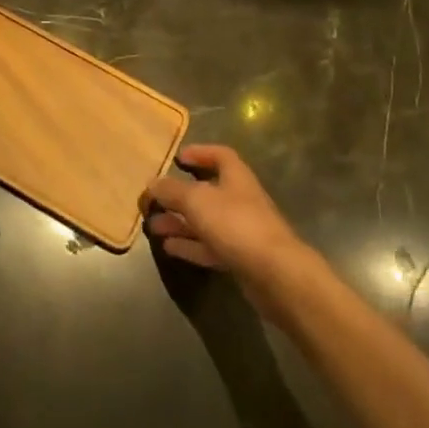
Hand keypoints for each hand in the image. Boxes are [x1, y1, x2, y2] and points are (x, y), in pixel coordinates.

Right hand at [143, 145, 308, 292]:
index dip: (199, 153)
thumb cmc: (236, 224)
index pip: (220, 155)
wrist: (276, 274)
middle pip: (208, 191)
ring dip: (179, 222)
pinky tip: (168, 247)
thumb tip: (152, 183)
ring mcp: (242, 231)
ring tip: (152, 226)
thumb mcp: (197, 200)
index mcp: (236, 177)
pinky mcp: (240, 258)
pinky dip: (189, 245)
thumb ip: (172, 190)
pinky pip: (209, 246)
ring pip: (205, 221)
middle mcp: (240, 200)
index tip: (177, 158)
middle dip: (179, 195)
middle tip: (154, 200)